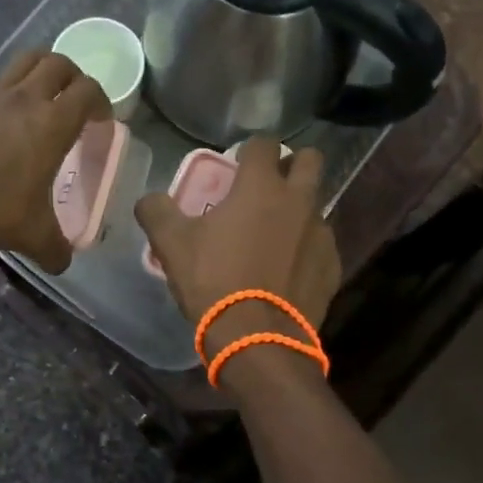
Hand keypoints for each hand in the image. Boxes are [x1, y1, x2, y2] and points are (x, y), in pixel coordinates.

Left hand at [0, 52, 109, 272]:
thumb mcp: (31, 235)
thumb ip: (55, 249)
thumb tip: (63, 263)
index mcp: (52, 123)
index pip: (88, 91)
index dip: (102, 102)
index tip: (102, 122)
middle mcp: (25, 100)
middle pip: (59, 63)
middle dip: (75, 77)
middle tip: (77, 102)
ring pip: (26, 62)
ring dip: (43, 71)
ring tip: (46, 98)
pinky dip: (11, 94)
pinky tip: (6, 125)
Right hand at [135, 138, 341, 355]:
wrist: (257, 338)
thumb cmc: (214, 281)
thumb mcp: (171, 244)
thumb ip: (156, 211)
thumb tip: (149, 199)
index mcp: (260, 187)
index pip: (264, 144)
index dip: (251, 148)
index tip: (239, 162)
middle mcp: (298, 200)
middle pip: (310, 160)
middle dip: (293, 164)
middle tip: (270, 184)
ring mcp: (321, 233)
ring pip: (316, 205)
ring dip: (299, 209)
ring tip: (275, 234)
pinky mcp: (332, 265)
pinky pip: (321, 244)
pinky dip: (306, 248)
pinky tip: (288, 269)